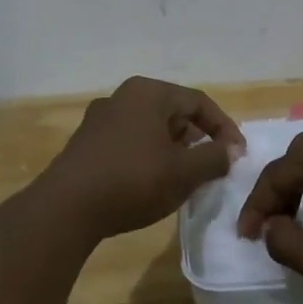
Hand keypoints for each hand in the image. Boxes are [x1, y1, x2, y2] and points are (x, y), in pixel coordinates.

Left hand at [42, 77, 245, 239]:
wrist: (65, 210)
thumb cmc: (133, 181)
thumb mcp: (184, 172)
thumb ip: (214, 158)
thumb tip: (230, 151)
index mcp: (149, 93)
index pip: (199, 102)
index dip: (224, 128)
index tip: (238, 155)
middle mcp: (123, 97)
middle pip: (174, 113)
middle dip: (198, 138)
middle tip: (213, 164)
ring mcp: (100, 120)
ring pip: (151, 128)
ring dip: (174, 150)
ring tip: (186, 177)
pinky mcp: (86, 144)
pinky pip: (130, 142)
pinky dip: (149, 157)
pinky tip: (153, 183)